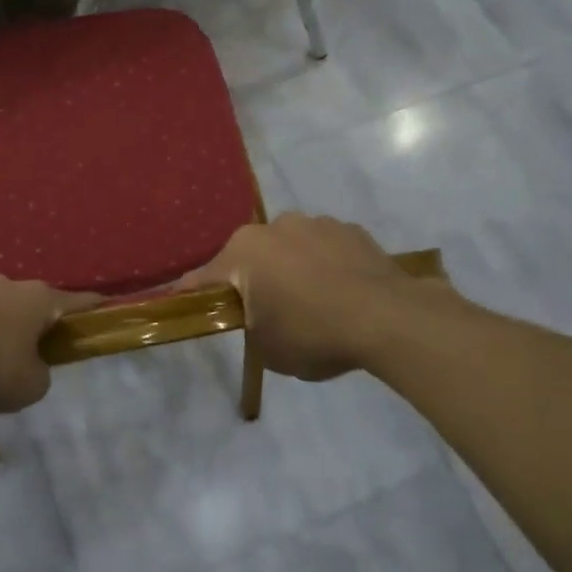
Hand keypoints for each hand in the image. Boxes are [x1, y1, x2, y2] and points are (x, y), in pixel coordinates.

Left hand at [0, 277, 99, 413]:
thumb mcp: (31, 385)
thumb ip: (39, 374)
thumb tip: (29, 367)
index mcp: (39, 299)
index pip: (76, 301)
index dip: (92, 307)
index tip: (104, 305)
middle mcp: (8, 285)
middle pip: (31, 300)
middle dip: (34, 319)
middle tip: (34, 346)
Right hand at [178, 213, 444, 380]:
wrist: (388, 318)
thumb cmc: (313, 333)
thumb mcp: (267, 349)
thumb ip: (251, 327)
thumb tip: (258, 319)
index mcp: (243, 252)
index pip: (205, 277)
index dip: (194, 294)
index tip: (183, 302)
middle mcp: (274, 227)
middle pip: (251, 257)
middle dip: (252, 280)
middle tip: (265, 313)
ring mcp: (316, 223)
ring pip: (289, 248)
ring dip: (291, 268)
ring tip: (312, 302)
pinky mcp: (351, 229)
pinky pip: (325, 249)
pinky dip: (325, 265)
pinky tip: (341, 293)